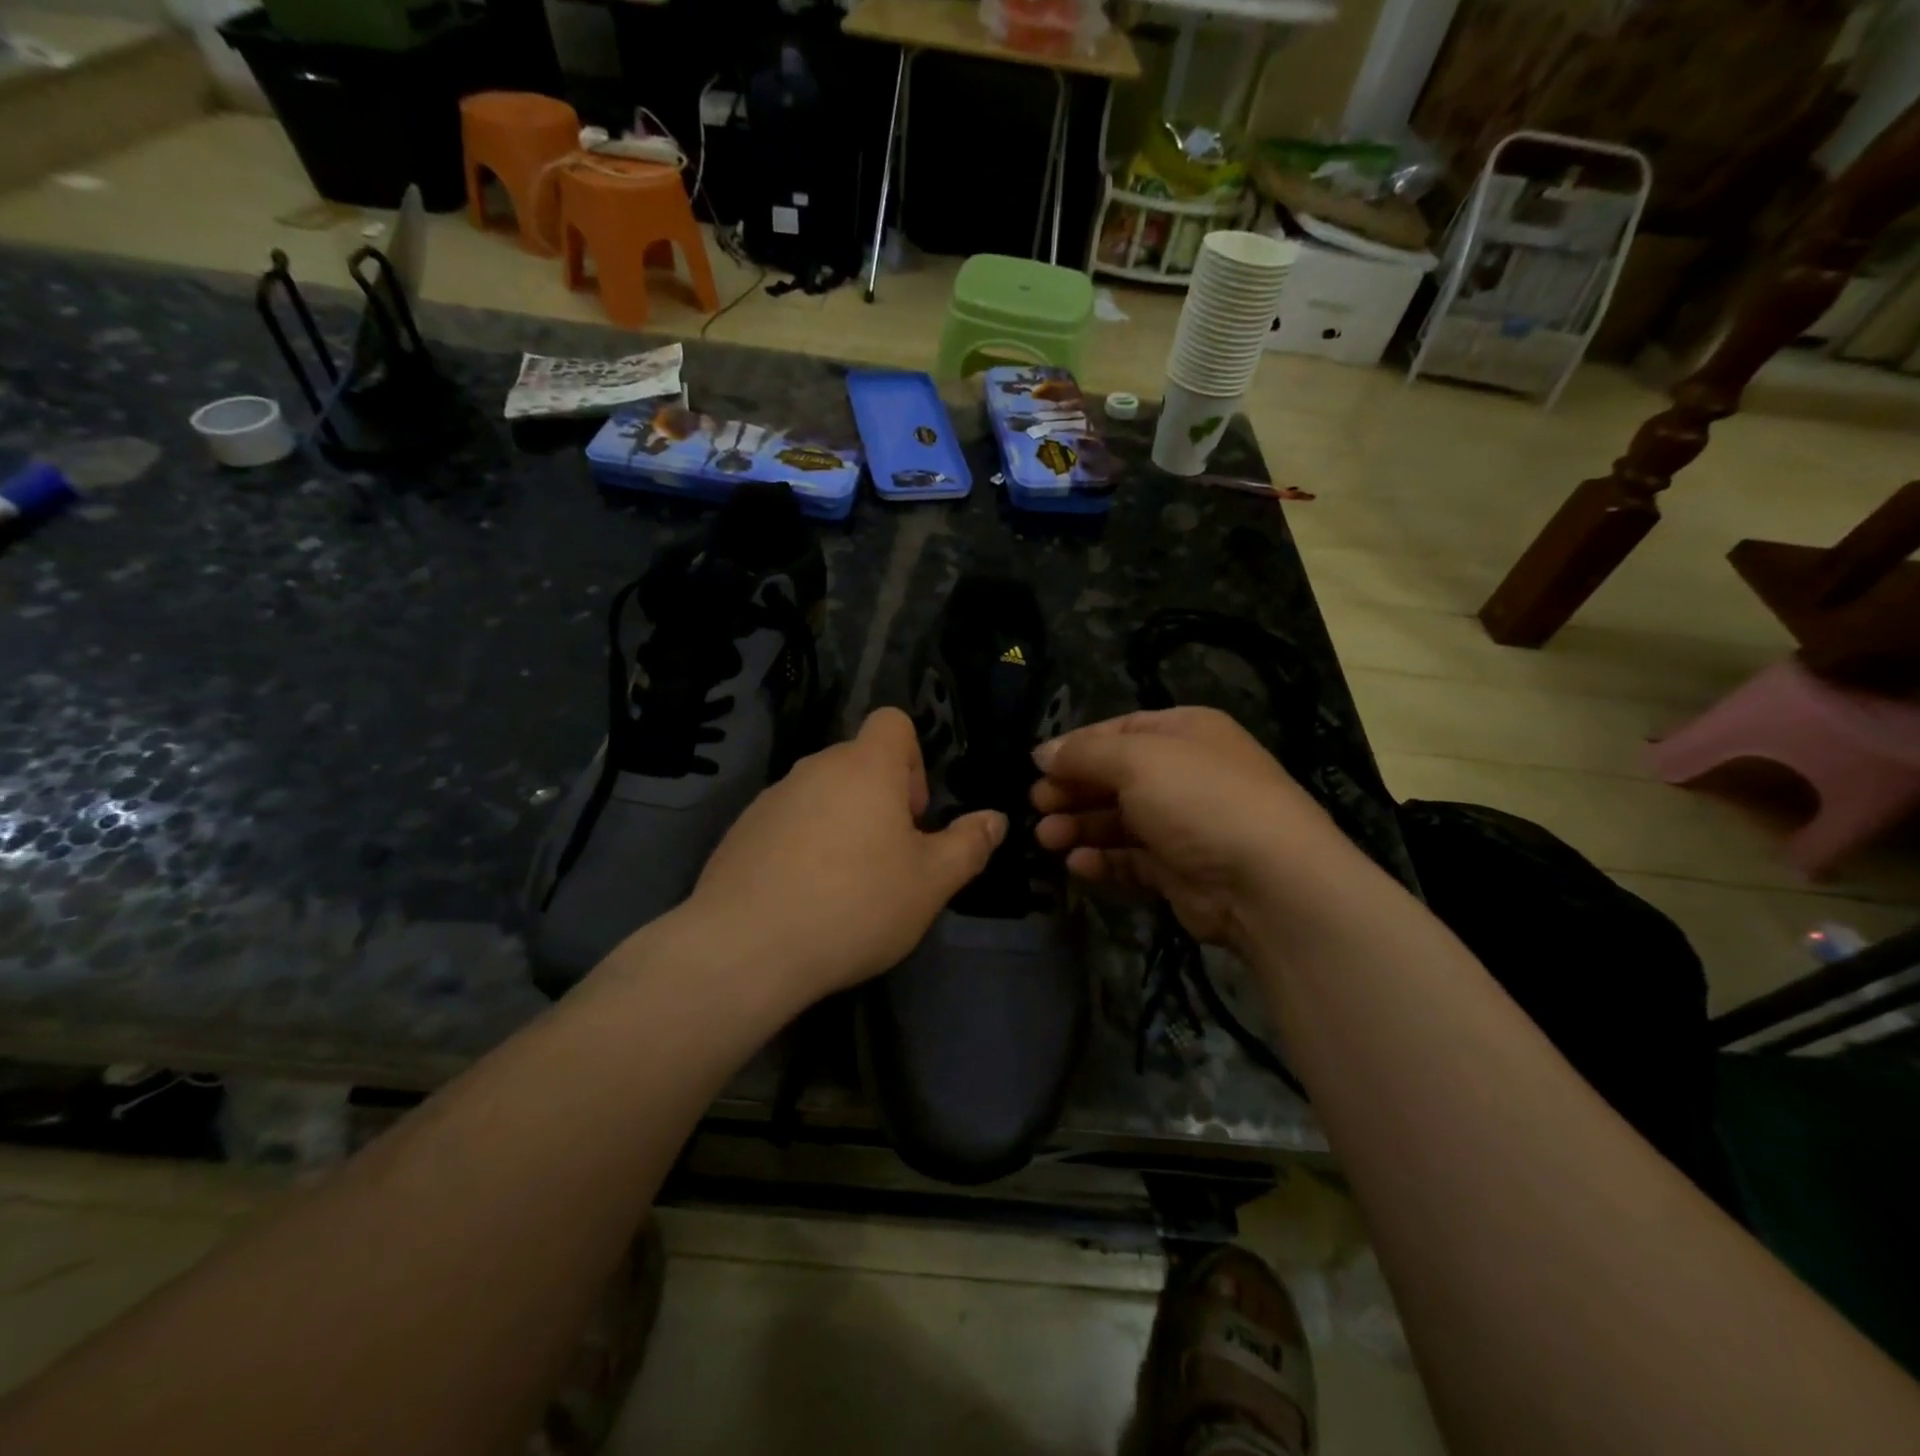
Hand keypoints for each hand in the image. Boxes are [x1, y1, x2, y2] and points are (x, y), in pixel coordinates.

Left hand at [681, 708, 1005, 1006]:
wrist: (746, 947)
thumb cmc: (855, 905)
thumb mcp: (931, 883)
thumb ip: (968, 844)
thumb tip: (994, 819)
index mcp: (865, 767)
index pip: (893, 723)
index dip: (913, 760)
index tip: (912, 815)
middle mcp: (815, 767)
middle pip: (859, 762)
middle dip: (881, 800)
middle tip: (888, 859)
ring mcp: (772, 797)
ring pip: (823, 794)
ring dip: (843, 823)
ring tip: (845, 885)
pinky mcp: (741, 829)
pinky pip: (788, 821)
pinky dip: (804, 844)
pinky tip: (803, 897)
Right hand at [1031, 707, 1347, 951]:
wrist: (1267, 881)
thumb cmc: (1198, 799)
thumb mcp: (1136, 759)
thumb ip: (1084, 754)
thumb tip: (1042, 752)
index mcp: (1184, 732)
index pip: (1119, 731)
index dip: (1076, 748)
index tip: (1037, 767)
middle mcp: (1186, 773)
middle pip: (1115, 777)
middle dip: (1073, 791)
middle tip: (1036, 807)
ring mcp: (1185, 824)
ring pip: (1119, 821)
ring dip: (1080, 827)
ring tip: (1046, 839)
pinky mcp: (1181, 870)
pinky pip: (1132, 860)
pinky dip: (1104, 860)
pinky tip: (1078, 865)